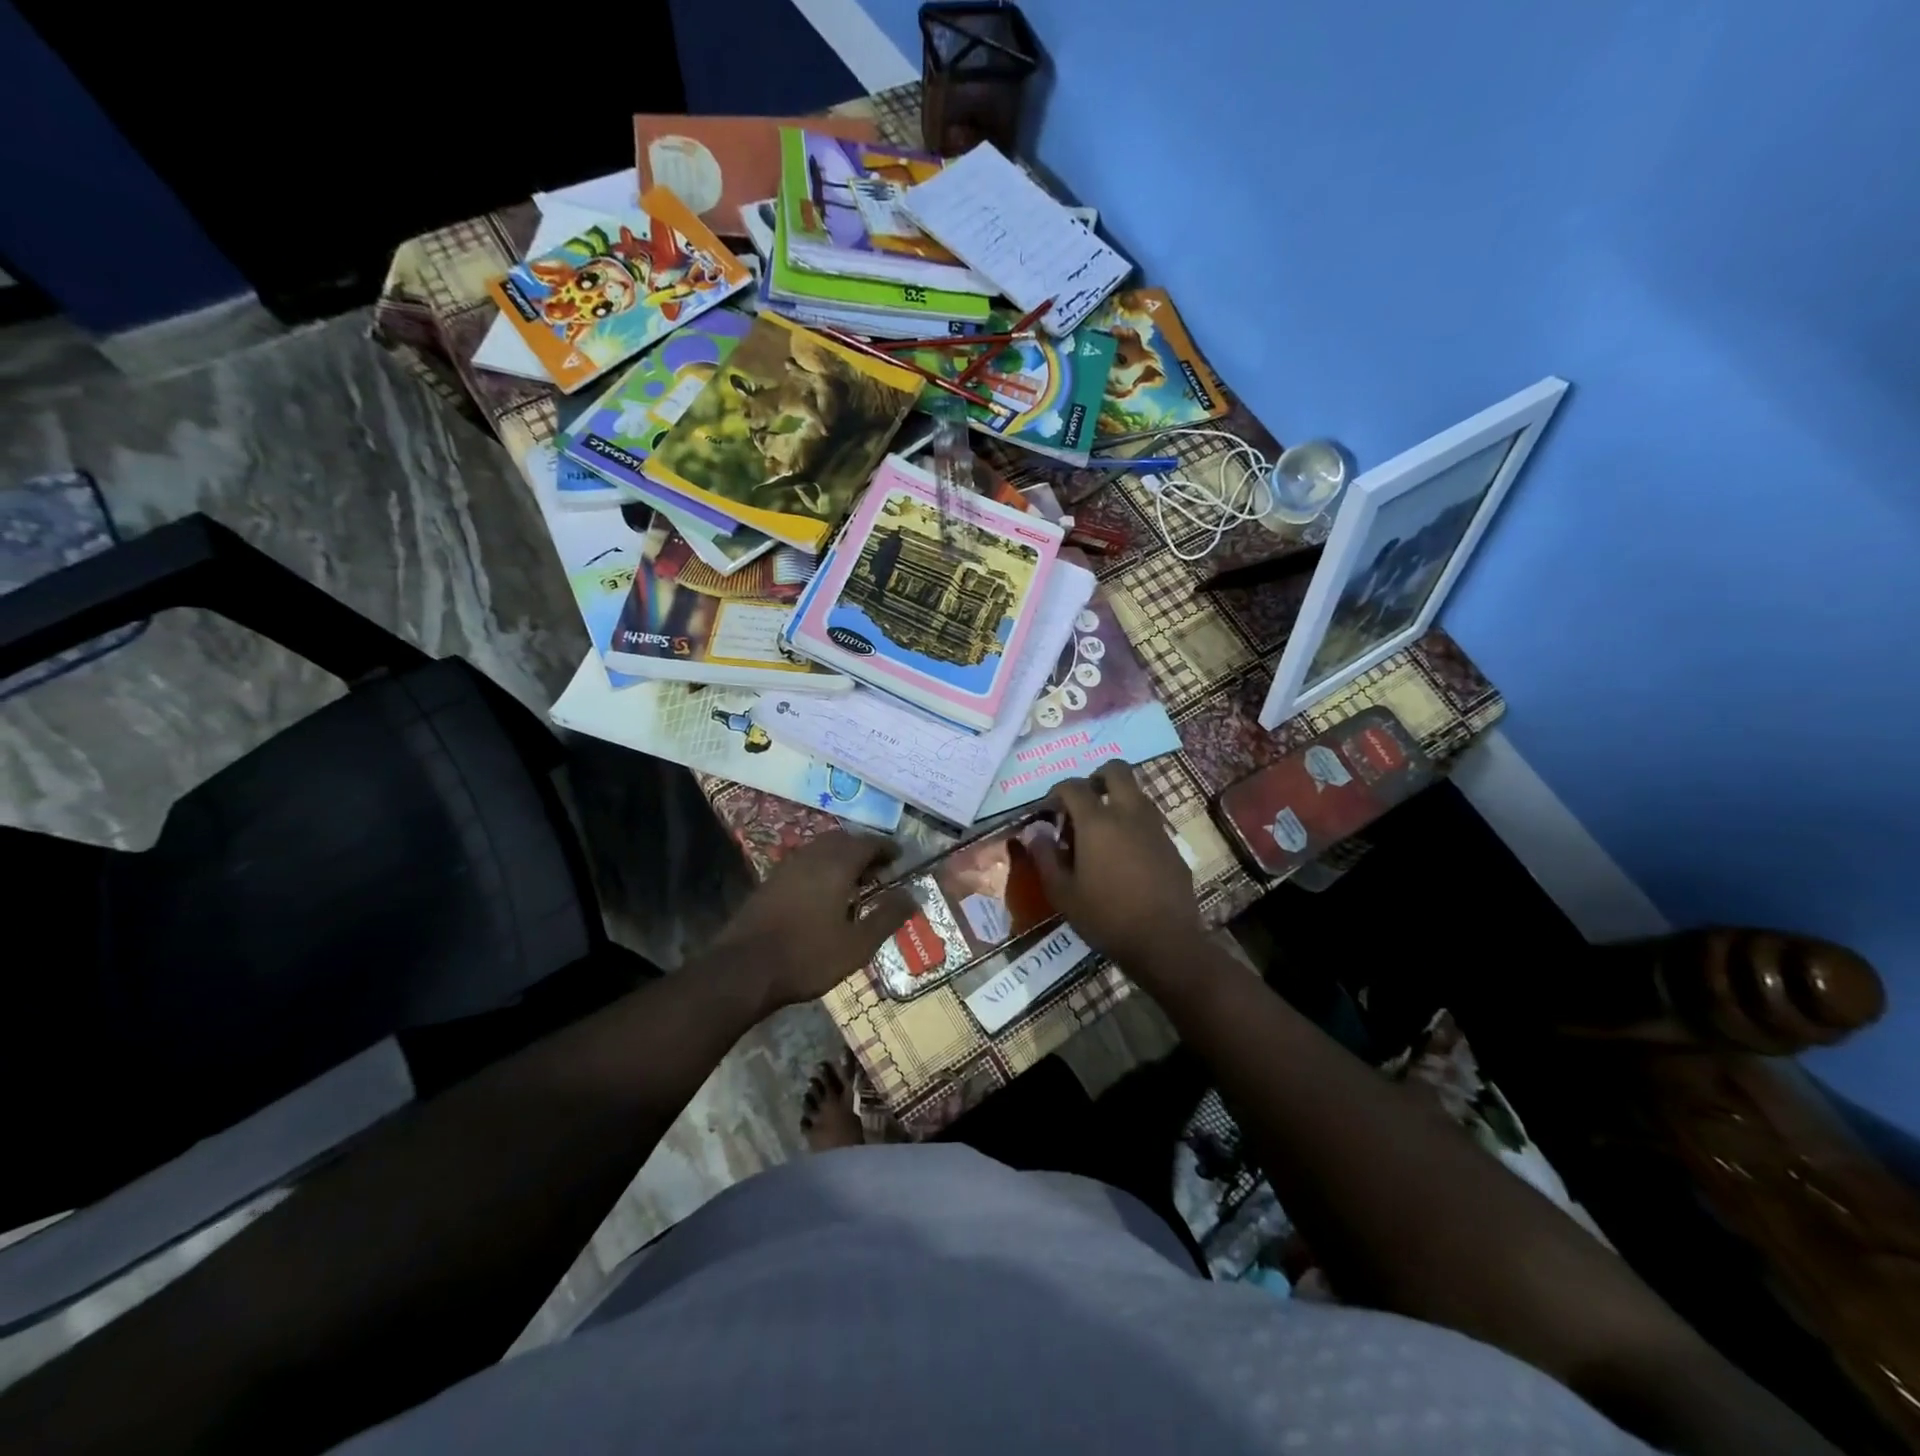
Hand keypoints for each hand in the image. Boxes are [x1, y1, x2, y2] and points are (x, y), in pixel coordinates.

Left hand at [711, 831, 915, 1009]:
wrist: (743, 969)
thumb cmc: (807, 956)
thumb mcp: (857, 944)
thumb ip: (887, 917)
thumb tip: (913, 896)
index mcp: (836, 865)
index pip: (868, 843)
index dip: (886, 847)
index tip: (899, 857)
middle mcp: (812, 856)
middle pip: (843, 841)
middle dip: (863, 850)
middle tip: (879, 869)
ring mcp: (787, 867)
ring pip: (821, 850)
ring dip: (841, 858)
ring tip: (855, 882)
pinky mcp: (770, 881)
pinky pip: (805, 863)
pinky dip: (822, 868)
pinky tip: (824, 894)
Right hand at [1028, 764, 1203, 971]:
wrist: (1165, 942)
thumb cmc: (1106, 917)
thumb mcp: (1063, 893)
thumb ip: (1045, 857)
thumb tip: (1035, 833)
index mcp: (1097, 821)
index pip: (1073, 786)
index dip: (1056, 792)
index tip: (1048, 811)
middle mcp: (1129, 813)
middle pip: (1116, 770)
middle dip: (1096, 778)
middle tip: (1083, 803)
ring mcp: (1155, 827)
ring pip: (1136, 793)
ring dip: (1117, 800)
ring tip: (1102, 832)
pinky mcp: (1172, 845)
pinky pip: (1149, 820)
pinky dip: (1133, 825)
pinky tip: (1125, 857)